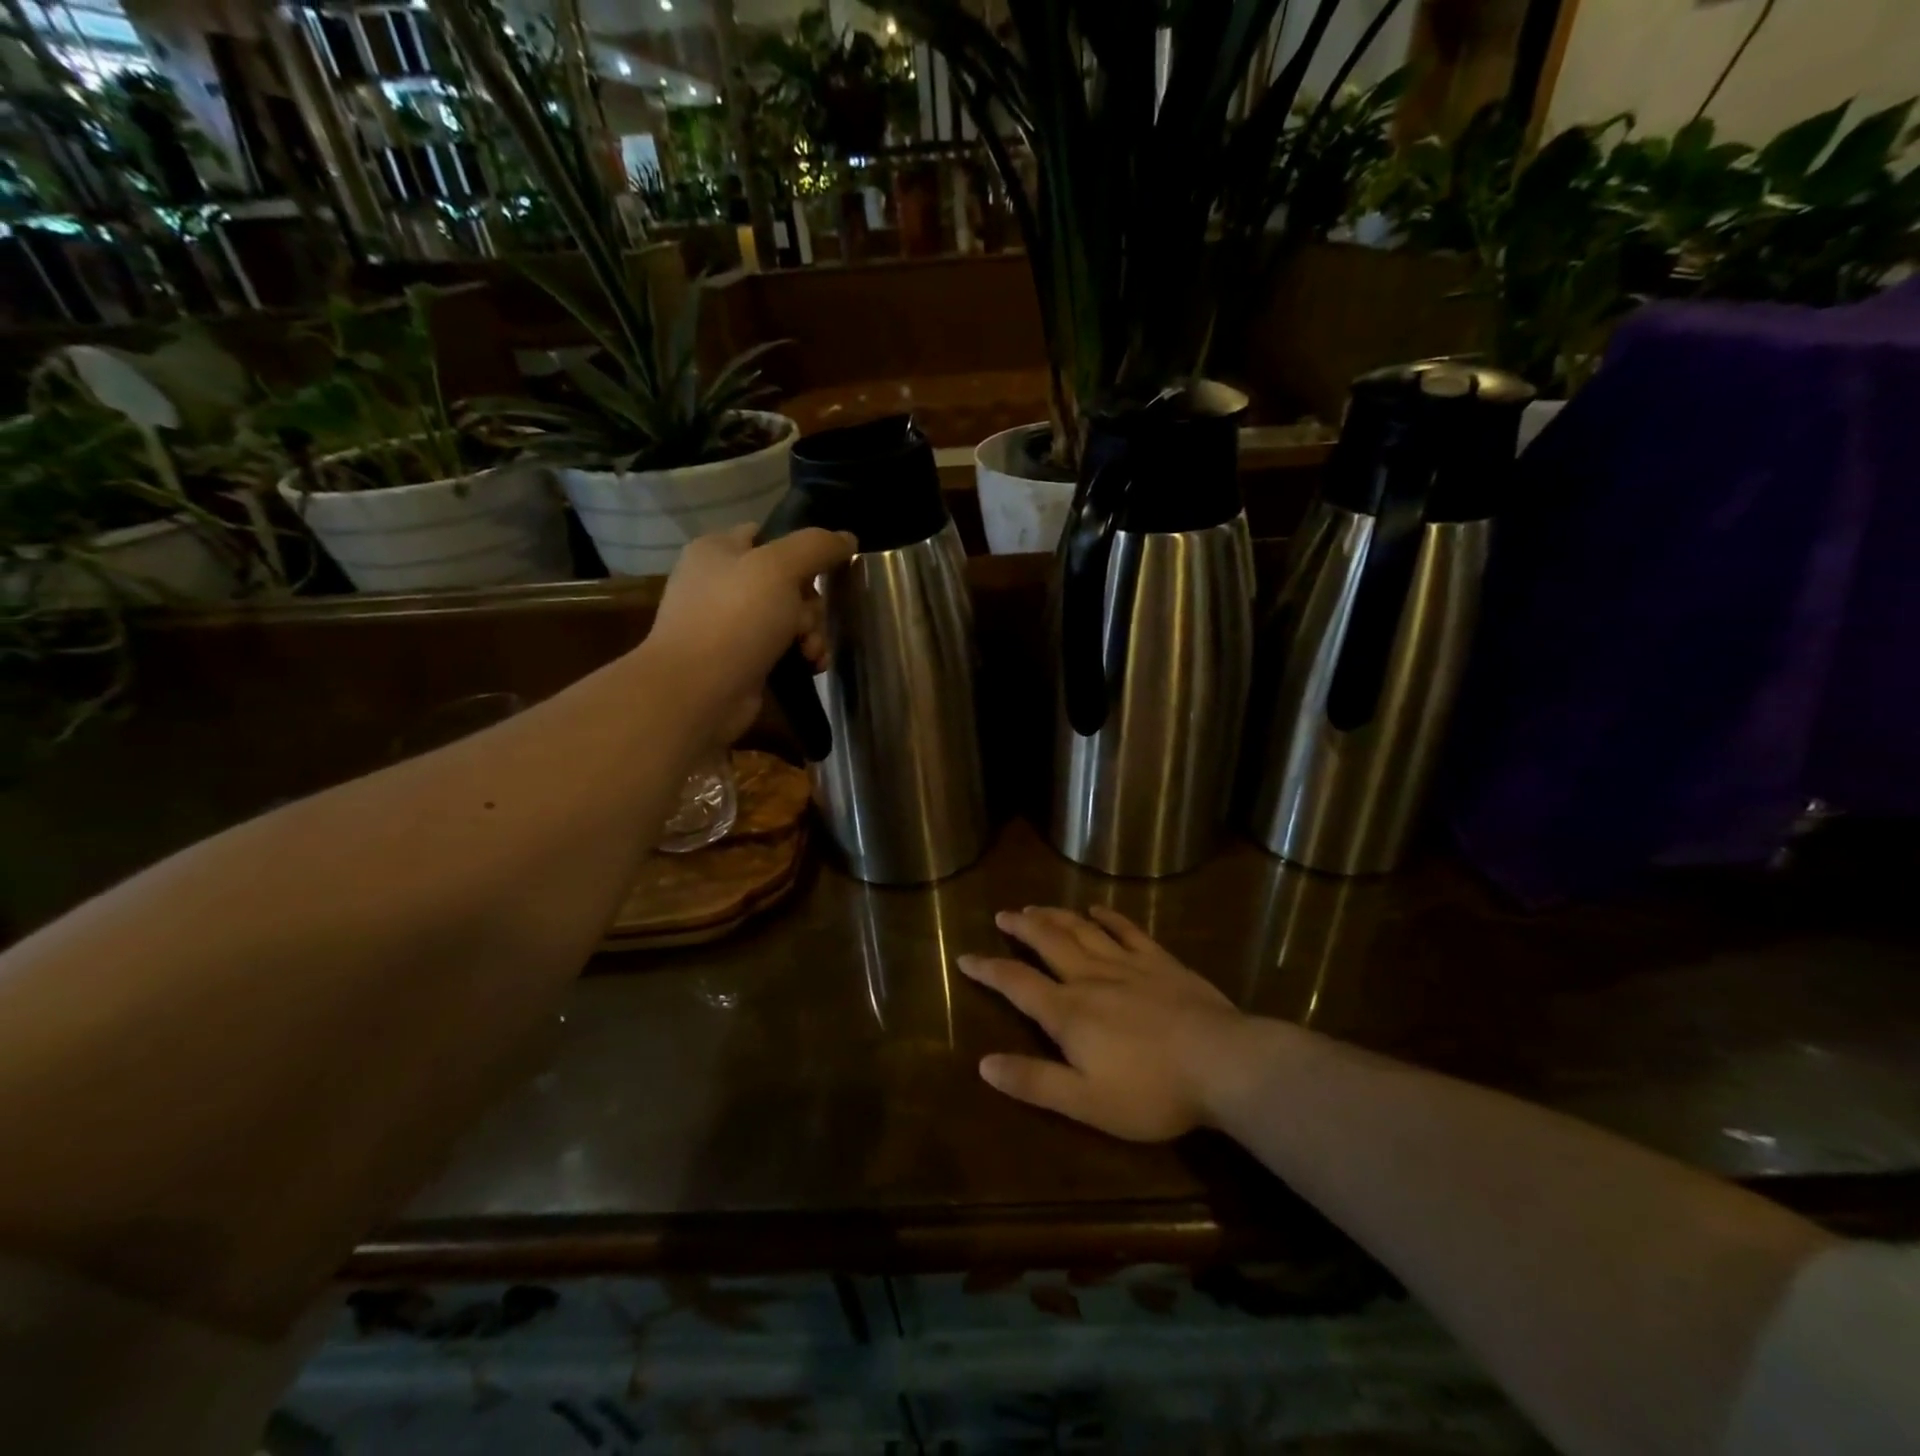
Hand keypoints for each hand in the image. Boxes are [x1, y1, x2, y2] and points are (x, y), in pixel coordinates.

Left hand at [647, 524, 856, 742]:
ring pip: (790, 617)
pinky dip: (802, 654)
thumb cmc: (735, 619)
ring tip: (811, 652)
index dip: (801, 550)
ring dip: (812, 633)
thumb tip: (848, 537)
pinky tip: (812, 666)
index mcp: (718, 550)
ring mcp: (731, 624)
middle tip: (807, 623)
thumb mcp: (779, 568)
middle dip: (811, 604)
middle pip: (788, 581)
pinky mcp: (742, 659)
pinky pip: (784, 647)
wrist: (699, 692)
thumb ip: (816, 546)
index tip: (827, 569)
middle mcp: (722, 583)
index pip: (768, 535)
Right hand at [959, 906, 1247, 1140]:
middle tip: (1003, 914)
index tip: (965, 956)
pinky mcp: (1161, 962)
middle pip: (1047, 943)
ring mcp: (1127, 965)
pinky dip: (1109, 917)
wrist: (1222, 1063)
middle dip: (1021, 927)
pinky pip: (1128, 931)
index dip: (988, 970)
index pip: (1017, 983)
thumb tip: (984, 1064)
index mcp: (1068, 1012)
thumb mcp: (1086, 1102)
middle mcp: (1090, 978)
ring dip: (1056, 916)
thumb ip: (1034, 1082)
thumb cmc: (1152, 1091)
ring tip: (1036, 906)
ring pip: (1081, 930)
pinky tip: (1098, 909)